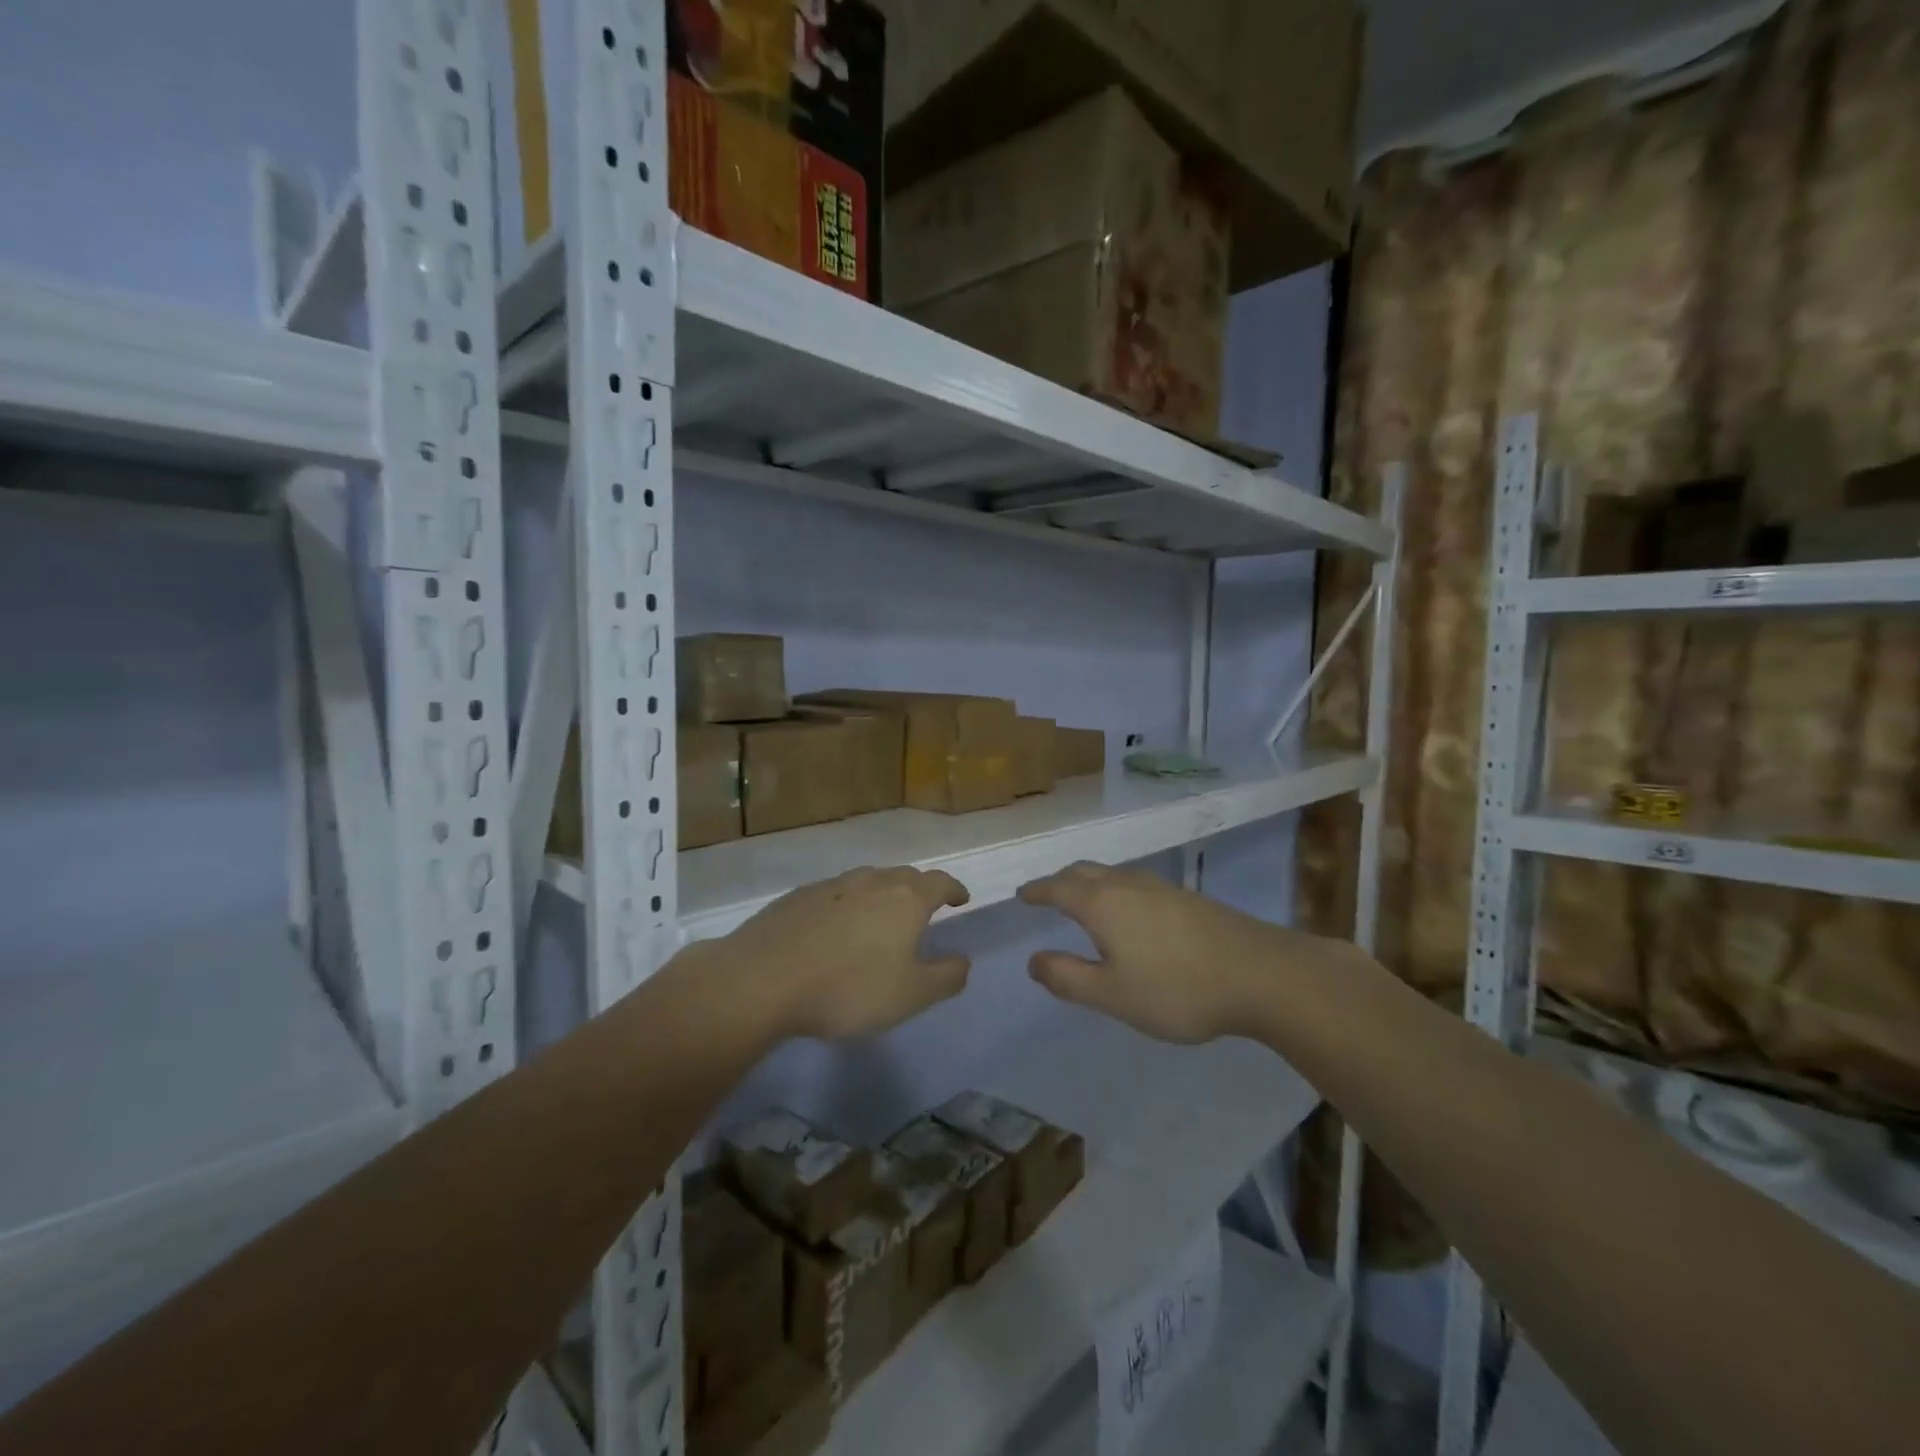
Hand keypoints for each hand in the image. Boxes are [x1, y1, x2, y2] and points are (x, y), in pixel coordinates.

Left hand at [713, 866, 971, 1040]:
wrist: (764, 979)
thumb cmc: (849, 988)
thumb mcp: (911, 996)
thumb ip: (945, 977)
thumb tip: (964, 960)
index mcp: (905, 899)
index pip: (940, 882)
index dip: (954, 889)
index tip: (961, 899)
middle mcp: (871, 882)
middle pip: (904, 876)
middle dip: (919, 889)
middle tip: (924, 908)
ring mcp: (831, 886)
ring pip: (867, 880)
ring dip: (882, 893)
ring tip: (881, 916)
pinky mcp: (797, 897)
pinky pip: (835, 893)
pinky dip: (847, 904)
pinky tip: (836, 927)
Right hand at [1018, 862, 1343, 1042]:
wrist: (1261, 974)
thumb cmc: (1177, 989)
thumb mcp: (1112, 994)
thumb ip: (1067, 977)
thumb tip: (1033, 960)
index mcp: (1101, 903)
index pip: (1057, 887)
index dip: (1037, 892)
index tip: (1022, 896)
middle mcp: (1127, 884)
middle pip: (1084, 872)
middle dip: (1061, 881)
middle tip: (1047, 895)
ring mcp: (1161, 887)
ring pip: (1112, 875)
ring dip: (1090, 883)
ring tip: (1083, 902)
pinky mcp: (1187, 897)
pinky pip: (1135, 883)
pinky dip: (1116, 891)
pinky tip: (1130, 914)